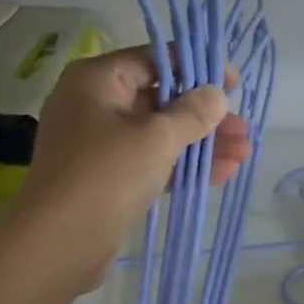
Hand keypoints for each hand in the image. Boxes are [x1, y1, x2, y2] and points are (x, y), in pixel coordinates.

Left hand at [17, 47, 252, 285]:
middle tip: (243, 131)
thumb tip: (215, 94)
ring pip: (158, 136)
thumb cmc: (106, 175)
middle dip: (204, 117)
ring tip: (243, 155)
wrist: (59, 243)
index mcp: (96, 80)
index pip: (152, 60)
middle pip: (159, 100)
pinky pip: (149, 164)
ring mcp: (98, 146)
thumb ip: (192, 113)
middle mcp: (93, 106)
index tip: (232, 84)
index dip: (195, 68)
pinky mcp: (106, 181)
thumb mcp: (156, 138)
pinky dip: (181, 167)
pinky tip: (221, 174)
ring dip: (200, 145)